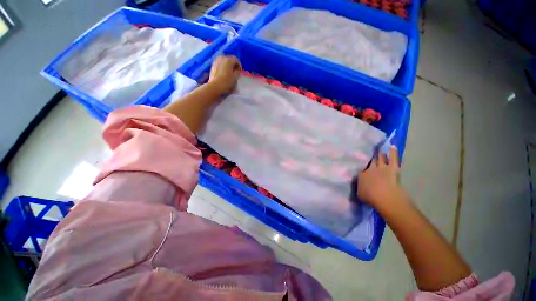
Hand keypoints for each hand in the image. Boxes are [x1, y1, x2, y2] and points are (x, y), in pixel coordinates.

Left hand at [209, 55, 241, 95]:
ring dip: (228, 66)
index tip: (240, 72)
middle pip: (230, 59)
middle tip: (235, 72)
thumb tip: (237, 70)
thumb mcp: (235, 77)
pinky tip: (224, 73)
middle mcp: (222, 58)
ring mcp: (216, 61)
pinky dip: (223, 67)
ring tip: (229, 73)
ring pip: (224, 61)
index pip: (236, 59)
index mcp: (228, 60)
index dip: (239, 65)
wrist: (215, 86)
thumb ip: (238, 72)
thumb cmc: (227, 82)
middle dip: (233, 65)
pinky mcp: (213, 65)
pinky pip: (220, 64)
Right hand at [357, 146, 402, 207]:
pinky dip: (393, 152)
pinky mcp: (392, 167)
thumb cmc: (370, 197)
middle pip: (370, 161)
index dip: (360, 166)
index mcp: (361, 174)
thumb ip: (359, 187)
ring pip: (380, 158)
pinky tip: (392, 146)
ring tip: (378, 148)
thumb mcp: (359, 193)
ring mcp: (381, 167)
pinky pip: (393, 158)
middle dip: (368, 157)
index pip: (360, 169)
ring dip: (379, 153)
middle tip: (367, 152)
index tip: (359, 164)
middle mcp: (370, 168)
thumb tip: (358, 184)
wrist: (385, 197)